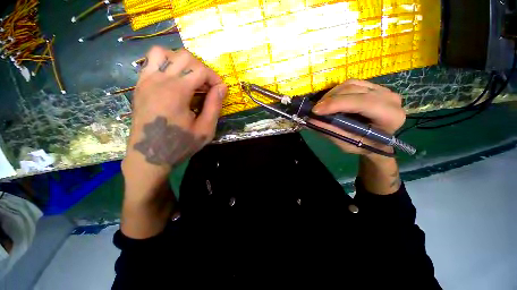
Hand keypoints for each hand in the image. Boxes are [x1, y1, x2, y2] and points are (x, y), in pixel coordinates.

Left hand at [122, 46, 226, 189]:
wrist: (149, 155)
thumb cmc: (180, 144)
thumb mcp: (205, 129)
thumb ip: (214, 106)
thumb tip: (222, 87)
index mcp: (176, 92)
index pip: (200, 70)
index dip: (215, 78)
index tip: (220, 91)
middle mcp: (159, 80)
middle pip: (185, 57)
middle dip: (202, 69)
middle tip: (207, 87)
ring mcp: (146, 80)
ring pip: (165, 52)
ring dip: (182, 62)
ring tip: (190, 79)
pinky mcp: (140, 85)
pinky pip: (151, 61)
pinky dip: (166, 64)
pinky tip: (174, 80)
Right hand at [311, 79, 404, 156]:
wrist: (378, 141)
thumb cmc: (364, 146)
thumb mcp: (348, 144)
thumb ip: (332, 131)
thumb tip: (311, 120)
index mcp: (390, 116)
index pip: (362, 103)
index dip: (336, 104)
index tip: (315, 111)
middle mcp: (390, 98)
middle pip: (355, 89)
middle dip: (330, 99)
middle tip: (315, 110)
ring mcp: (383, 90)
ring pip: (352, 84)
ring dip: (332, 94)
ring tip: (320, 106)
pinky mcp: (374, 87)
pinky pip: (352, 84)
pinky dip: (337, 91)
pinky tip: (330, 101)